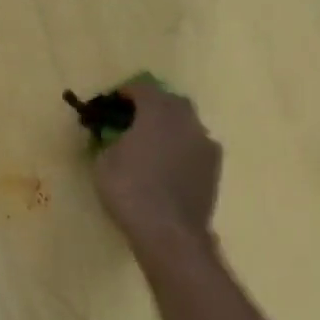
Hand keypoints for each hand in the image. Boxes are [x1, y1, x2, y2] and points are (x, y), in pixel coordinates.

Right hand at [93, 80, 221, 254]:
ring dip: (169, 129)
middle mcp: (187, 120)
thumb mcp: (104, 162)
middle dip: (152, 107)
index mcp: (158, 112)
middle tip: (133, 122)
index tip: (112, 103)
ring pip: (185, 125)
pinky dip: (180, 149)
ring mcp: (205, 143)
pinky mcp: (215, 167)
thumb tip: (115, 137)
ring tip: (151, 147)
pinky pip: (194, 147)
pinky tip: (167, 168)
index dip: (125, 92)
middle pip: (170, 103)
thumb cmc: (130, 190)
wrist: (169, 231)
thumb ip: (109, 141)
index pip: (143, 89)